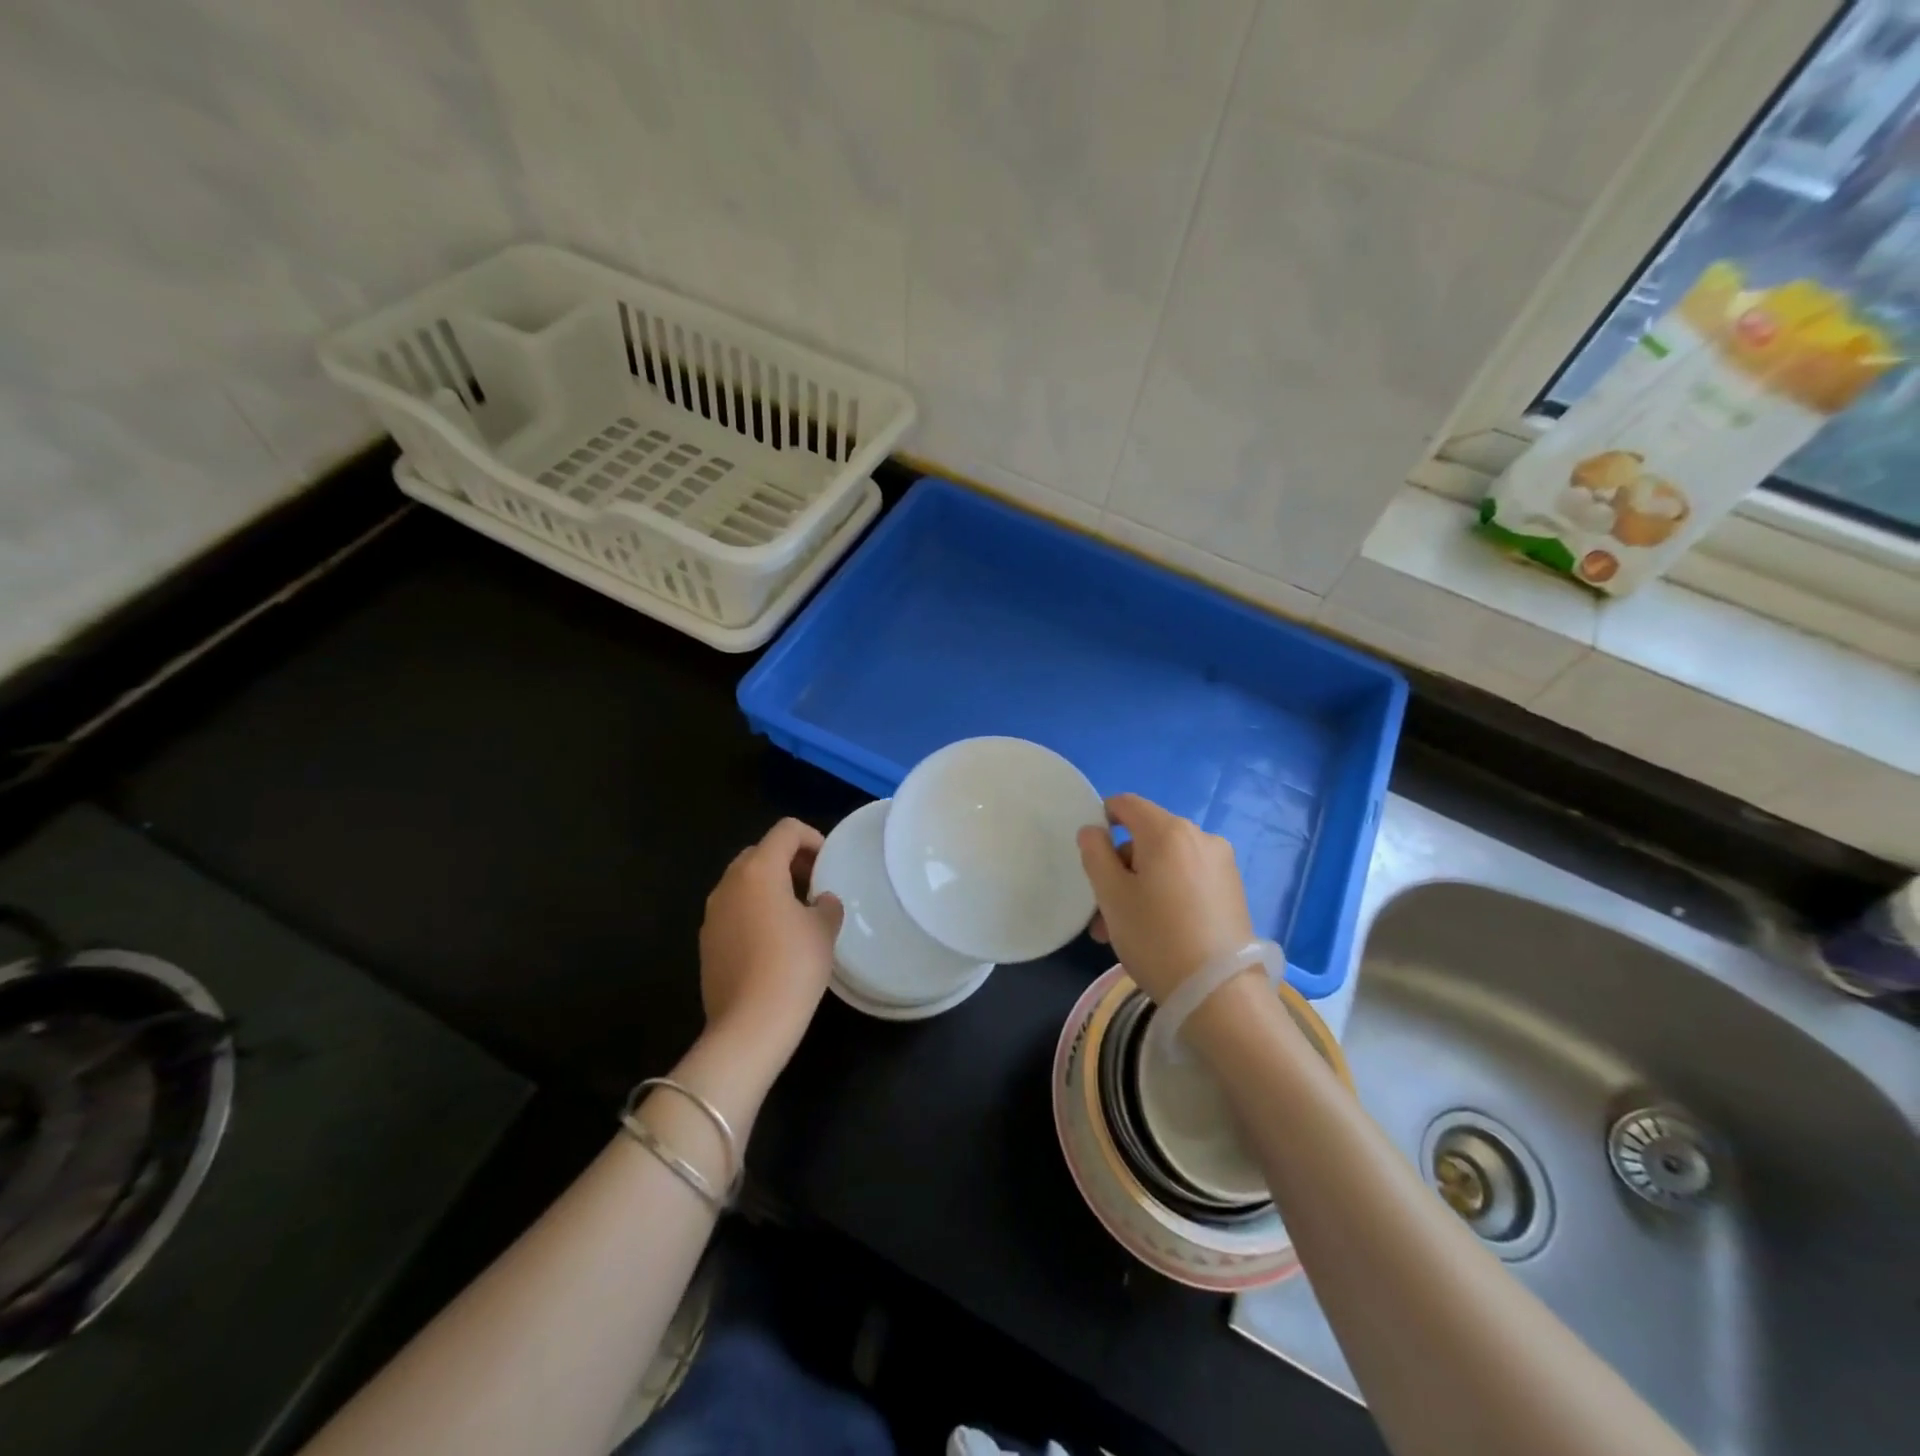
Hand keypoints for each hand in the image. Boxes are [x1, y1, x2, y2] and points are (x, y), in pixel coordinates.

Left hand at [698, 819, 843, 1065]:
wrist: (749, 1025)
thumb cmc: (793, 966)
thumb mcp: (824, 929)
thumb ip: (826, 904)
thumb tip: (820, 901)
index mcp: (759, 870)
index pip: (786, 830)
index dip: (812, 838)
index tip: (828, 864)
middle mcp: (729, 883)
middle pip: (760, 852)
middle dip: (789, 861)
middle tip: (813, 885)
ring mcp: (712, 913)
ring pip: (743, 882)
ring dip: (770, 887)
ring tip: (796, 914)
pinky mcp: (706, 941)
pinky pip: (733, 910)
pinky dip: (753, 911)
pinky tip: (773, 942)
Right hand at [1077, 794, 1255, 1004]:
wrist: (1220, 993)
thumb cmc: (1156, 937)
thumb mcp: (1111, 896)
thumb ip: (1095, 854)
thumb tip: (1092, 830)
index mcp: (1168, 831)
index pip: (1126, 804)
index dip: (1102, 818)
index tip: (1091, 854)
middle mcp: (1200, 837)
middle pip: (1146, 838)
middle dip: (1119, 868)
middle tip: (1102, 912)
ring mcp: (1221, 864)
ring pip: (1166, 863)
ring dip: (1140, 886)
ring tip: (1125, 932)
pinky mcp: (1233, 890)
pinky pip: (1188, 879)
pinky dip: (1167, 894)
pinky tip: (1159, 932)